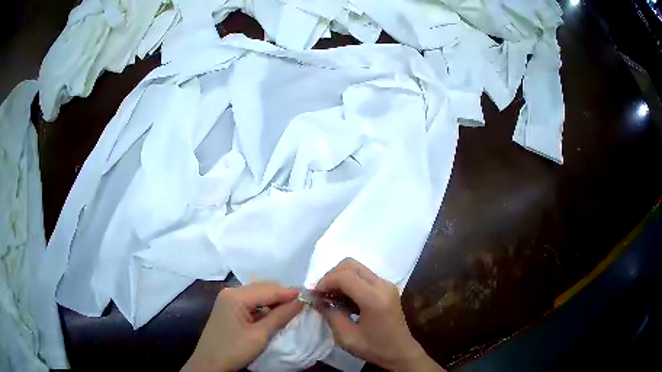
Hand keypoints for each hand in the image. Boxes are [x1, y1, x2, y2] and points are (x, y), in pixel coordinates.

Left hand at [182, 282, 303, 371]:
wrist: (209, 363)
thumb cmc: (234, 350)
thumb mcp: (260, 335)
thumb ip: (280, 316)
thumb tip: (301, 301)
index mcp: (236, 296)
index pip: (268, 289)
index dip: (290, 292)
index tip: (310, 296)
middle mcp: (231, 292)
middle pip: (262, 288)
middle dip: (282, 294)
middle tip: (303, 303)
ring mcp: (228, 299)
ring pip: (257, 294)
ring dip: (274, 300)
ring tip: (292, 308)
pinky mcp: (228, 308)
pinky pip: (250, 302)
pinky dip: (264, 306)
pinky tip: (274, 313)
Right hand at [316, 259, 443, 371]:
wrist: (401, 351)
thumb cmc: (374, 348)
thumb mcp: (346, 337)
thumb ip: (330, 315)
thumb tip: (316, 299)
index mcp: (374, 299)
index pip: (345, 276)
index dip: (325, 281)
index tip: (315, 295)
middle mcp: (382, 285)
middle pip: (351, 265)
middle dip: (332, 276)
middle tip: (322, 293)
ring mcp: (387, 284)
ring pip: (357, 267)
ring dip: (340, 277)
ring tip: (331, 296)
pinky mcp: (387, 287)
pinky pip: (364, 275)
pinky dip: (350, 281)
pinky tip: (345, 298)